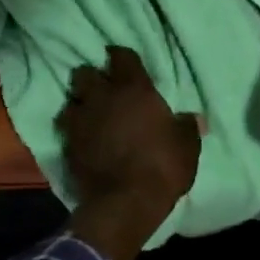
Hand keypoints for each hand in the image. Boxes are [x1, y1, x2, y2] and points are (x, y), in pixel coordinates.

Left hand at [59, 46, 200, 259]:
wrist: (126, 202)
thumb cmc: (162, 167)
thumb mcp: (187, 146)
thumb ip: (187, 127)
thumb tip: (193, 118)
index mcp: (133, 90)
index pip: (121, 57)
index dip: (121, 57)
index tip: (123, 61)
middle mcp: (102, 98)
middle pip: (85, 73)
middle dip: (92, 77)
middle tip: (103, 88)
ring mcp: (81, 121)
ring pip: (70, 100)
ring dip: (79, 103)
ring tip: (89, 113)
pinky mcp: (67, 145)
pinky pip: (66, 128)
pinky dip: (73, 129)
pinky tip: (82, 137)